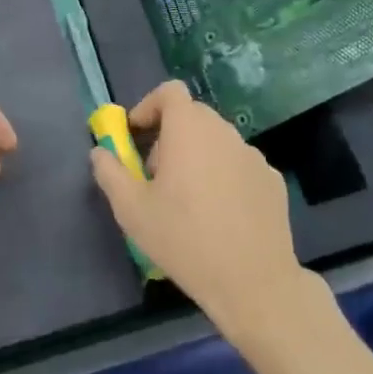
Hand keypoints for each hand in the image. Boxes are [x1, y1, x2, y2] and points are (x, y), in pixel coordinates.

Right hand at [88, 81, 310, 341]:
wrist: (253, 282)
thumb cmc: (184, 239)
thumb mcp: (131, 210)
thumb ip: (110, 173)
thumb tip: (100, 152)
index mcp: (189, 129)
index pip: (170, 92)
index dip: (149, 106)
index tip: (136, 136)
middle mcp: (224, 132)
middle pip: (193, 116)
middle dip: (169, 135)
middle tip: (155, 174)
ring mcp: (253, 155)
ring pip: (217, 141)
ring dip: (197, 155)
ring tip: (187, 199)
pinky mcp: (272, 179)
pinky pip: (239, 165)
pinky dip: (224, 176)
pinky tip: (220, 215)